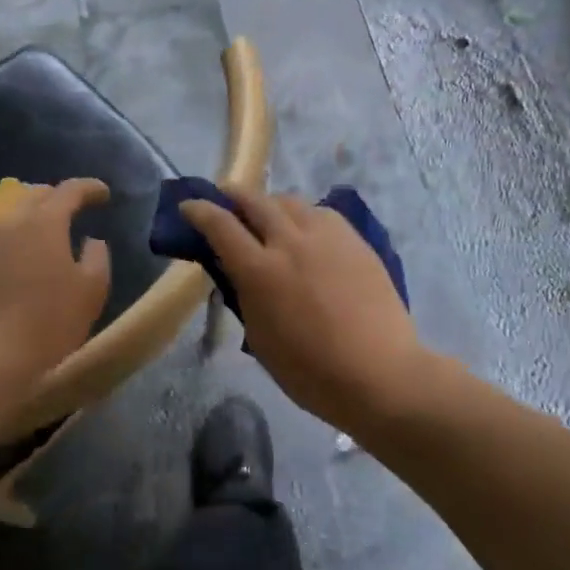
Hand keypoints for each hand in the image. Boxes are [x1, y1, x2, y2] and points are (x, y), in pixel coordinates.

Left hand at [0, 178, 111, 402]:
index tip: (104, 194)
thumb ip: (98, 257)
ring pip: (15, 216)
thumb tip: (92, 241)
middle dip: (59, 196)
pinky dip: (18, 238)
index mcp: (44, 222)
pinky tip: (25, 257)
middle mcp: (12, 223)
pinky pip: (0, 239)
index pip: (69, 190)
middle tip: (76, 207)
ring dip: (35, 216)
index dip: (90, 188)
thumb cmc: (49, 321)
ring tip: (51, 231)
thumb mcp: (91, 290)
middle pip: (36, 196)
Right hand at [181, 188, 429, 432]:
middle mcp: (290, 241)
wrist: (381, 375)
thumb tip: (235, 271)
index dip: (199, 210)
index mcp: (260, 270)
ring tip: (268, 215)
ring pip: (290, 201)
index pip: (220, 225)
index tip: (189, 206)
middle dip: (234, 194)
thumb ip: (244, 296)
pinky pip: (321, 213)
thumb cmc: (311, 373)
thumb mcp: (260, 339)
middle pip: (255, 200)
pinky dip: (304, 216)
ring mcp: (326, 236)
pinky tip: (307, 231)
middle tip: (225, 198)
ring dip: (271, 204)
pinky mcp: (354, 239)